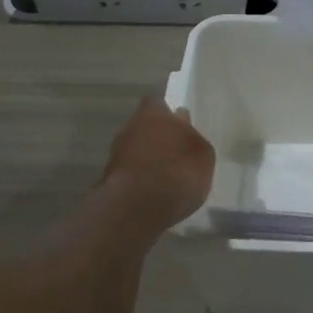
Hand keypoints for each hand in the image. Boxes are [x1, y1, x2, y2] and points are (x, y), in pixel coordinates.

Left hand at [100, 97, 215, 225]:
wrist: (137, 208)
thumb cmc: (178, 172)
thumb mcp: (203, 155)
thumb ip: (193, 138)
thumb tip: (184, 125)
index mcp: (154, 113)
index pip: (157, 104)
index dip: (168, 114)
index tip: (180, 126)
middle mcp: (130, 127)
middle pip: (145, 127)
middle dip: (158, 138)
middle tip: (176, 154)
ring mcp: (116, 154)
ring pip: (135, 150)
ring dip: (147, 159)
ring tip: (167, 177)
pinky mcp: (109, 180)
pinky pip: (130, 172)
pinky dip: (140, 179)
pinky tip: (154, 192)